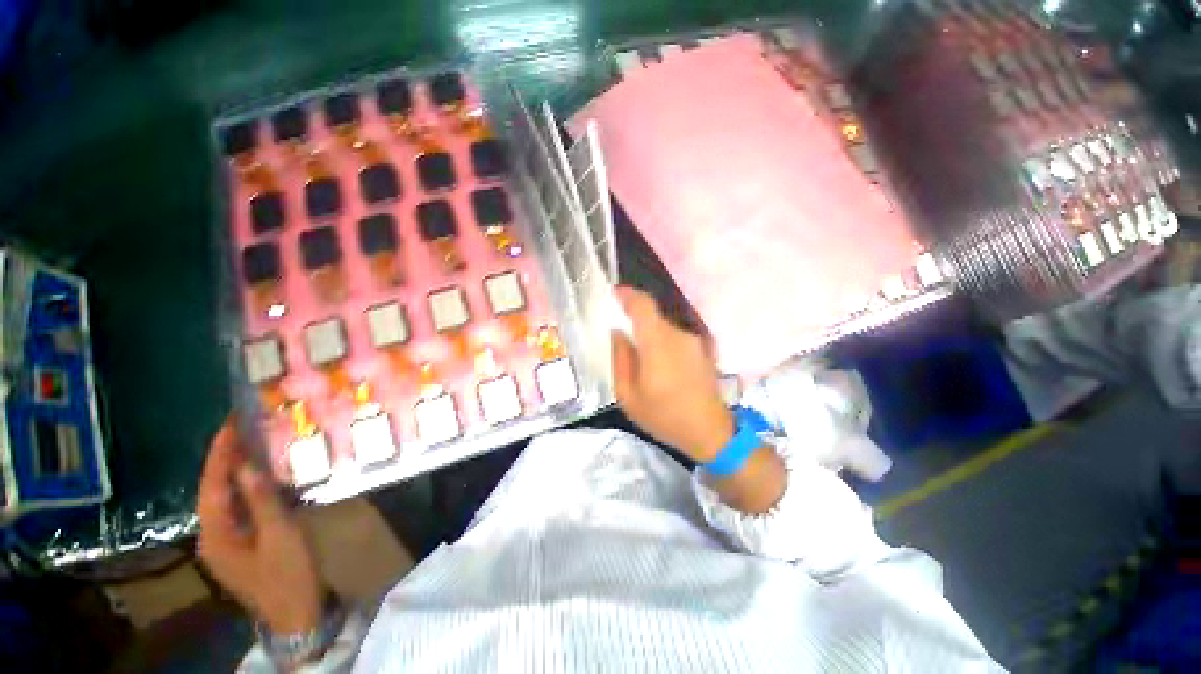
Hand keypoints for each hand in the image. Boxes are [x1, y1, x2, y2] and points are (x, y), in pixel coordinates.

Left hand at [196, 419, 324, 633]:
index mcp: (215, 535)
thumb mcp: (280, 537)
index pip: (211, 486)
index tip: (230, 423)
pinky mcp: (243, 544)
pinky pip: (241, 508)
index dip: (219, 454)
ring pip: (227, 499)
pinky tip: (264, 477)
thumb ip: (262, 501)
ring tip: (254, 444)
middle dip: (226, 459)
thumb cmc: (288, 575)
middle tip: (244, 428)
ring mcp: (228, 541)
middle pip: (215, 491)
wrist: (297, 614)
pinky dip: (250, 488)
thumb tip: (248, 466)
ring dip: (238, 472)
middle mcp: (214, 536)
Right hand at [611, 286, 734, 461]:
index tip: (614, 294)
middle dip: (635, 323)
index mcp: (658, 344)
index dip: (628, 295)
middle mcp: (679, 335)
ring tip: (643, 364)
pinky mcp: (703, 349)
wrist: (711, 432)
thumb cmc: (665, 417)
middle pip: (652, 317)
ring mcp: (694, 341)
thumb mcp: (628, 396)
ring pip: (664, 328)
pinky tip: (662, 369)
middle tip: (623, 342)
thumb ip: (620, 359)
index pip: (643, 305)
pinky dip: (663, 345)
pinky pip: (675, 338)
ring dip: (650, 337)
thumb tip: (618, 333)